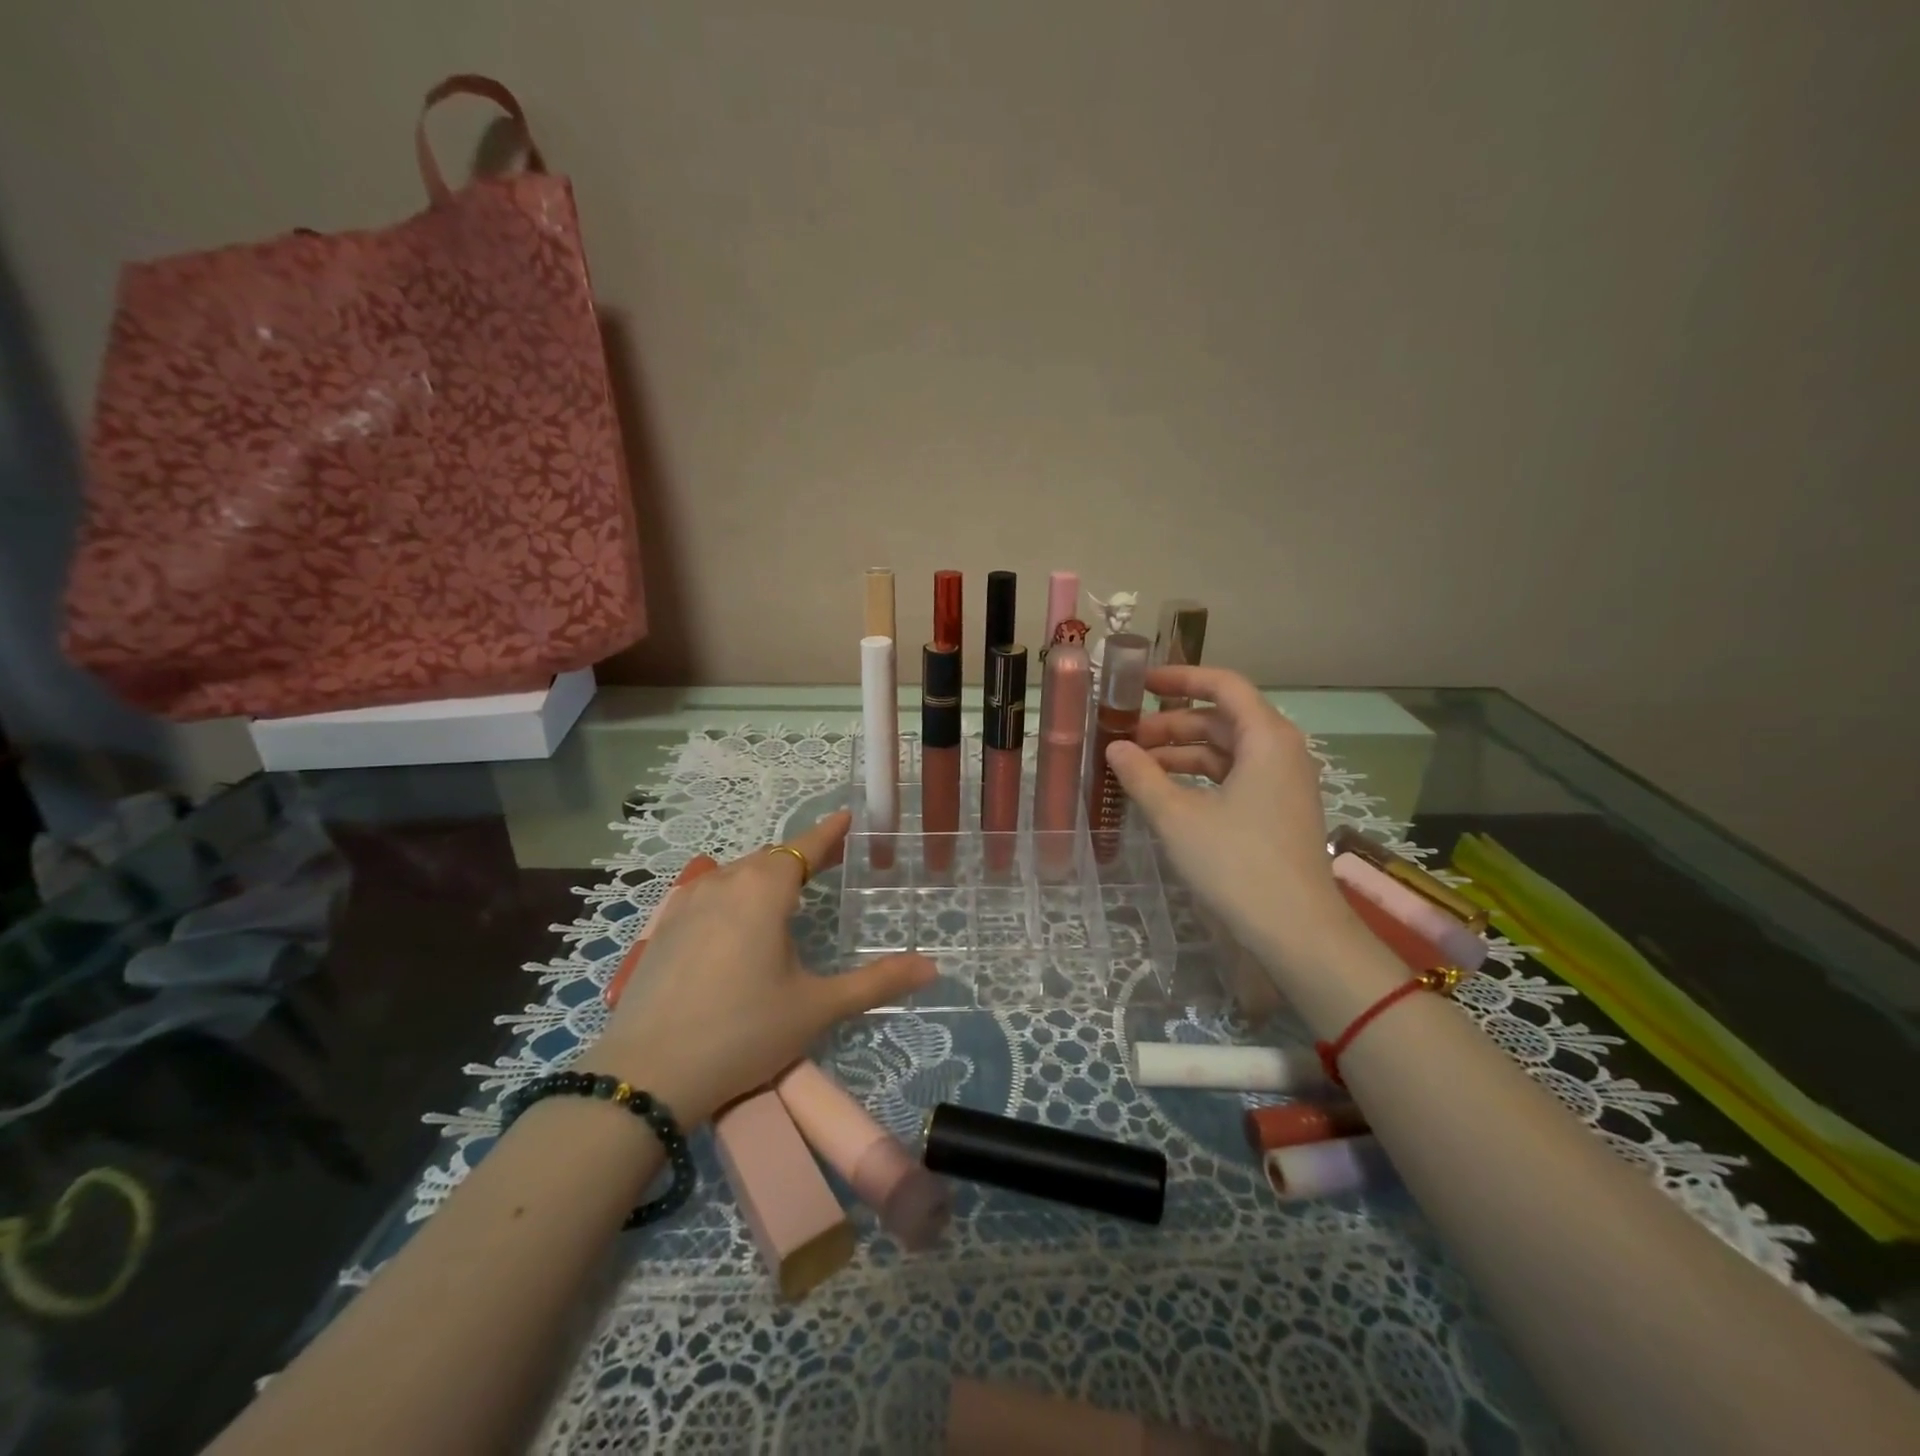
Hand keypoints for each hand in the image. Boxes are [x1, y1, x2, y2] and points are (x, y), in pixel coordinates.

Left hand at [581, 811, 933, 1126]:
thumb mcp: (816, 1008)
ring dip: (766, 877)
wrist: (646, 1075)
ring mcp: (686, 905)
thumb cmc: (743, 1032)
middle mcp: (723, 884)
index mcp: (763, 890)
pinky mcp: (663, 931)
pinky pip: (710, 897)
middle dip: (802, 858)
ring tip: (789, 895)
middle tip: (829, 864)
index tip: (847, 817)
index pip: (804, 847)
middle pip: (770, 859)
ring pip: (736, 876)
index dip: (829, 833)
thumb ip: (876, 983)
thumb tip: (932, 968)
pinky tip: (738, 925)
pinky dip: (734, 897)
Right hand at [1106, 666, 1354, 974]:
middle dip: (1170, 724)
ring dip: (1181, 753)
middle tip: (1124, 738)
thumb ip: (1142, 776)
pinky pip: (1233, 777)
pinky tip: (1165, 794)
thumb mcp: (1177, 817)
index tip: (1139, 684)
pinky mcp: (1277, 811)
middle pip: (1221, 719)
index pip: (1223, 685)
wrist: (1296, 931)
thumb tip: (1115, 748)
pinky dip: (1198, 778)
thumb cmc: (1236, 863)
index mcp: (1266, 738)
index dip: (1180, 678)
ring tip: (1135, 768)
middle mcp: (1280, 751)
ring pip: (1225, 751)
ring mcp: (1282, 783)